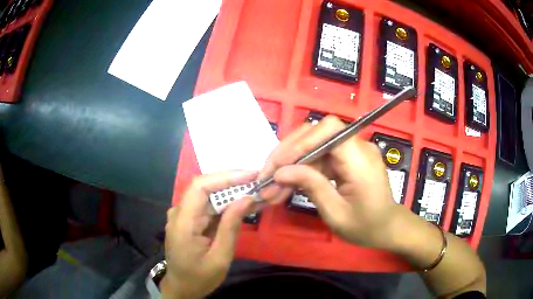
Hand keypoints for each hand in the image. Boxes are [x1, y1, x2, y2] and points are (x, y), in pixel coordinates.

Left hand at [161, 171, 256, 298]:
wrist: (182, 288)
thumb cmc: (199, 278)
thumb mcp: (220, 257)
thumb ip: (231, 227)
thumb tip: (247, 198)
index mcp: (183, 222)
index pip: (200, 187)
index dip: (225, 177)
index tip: (250, 175)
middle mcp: (179, 213)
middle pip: (204, 187)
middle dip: (232, 183)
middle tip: (258, 182)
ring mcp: (182, 215)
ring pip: (207, 195)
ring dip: (231, 193)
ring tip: (255, 192)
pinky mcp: (189, 219)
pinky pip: (207, 206)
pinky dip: (225, 204)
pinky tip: (242, 204)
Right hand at [260, 116, 399, 248]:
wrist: (387, 228)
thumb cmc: (366, 226)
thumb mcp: (336, 213)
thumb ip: (311, 187)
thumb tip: (280, 172)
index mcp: (361, 159)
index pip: (329, 130)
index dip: (301, 141)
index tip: (279, 165)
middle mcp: (358, 147)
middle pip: (317, 133)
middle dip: (288, 152)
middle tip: (267, 175)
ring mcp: (352, 150)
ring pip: (314, 144)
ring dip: (291, 162)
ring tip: (272, 186)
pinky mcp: (346, 158)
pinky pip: (320, 156)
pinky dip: (302, 168)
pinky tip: (287, 185)